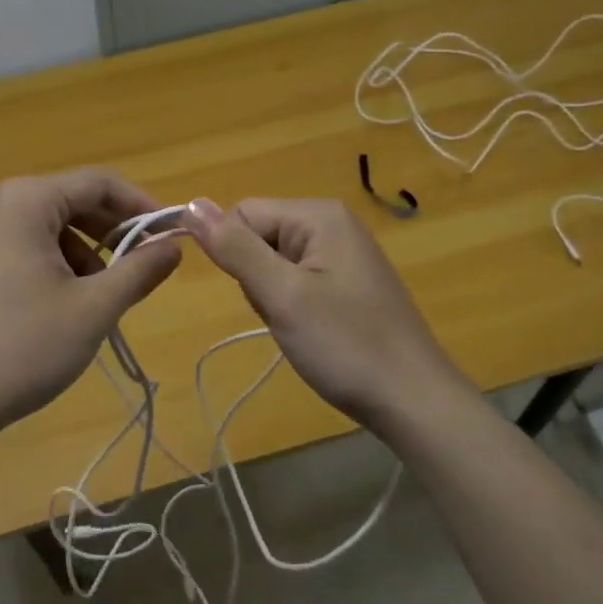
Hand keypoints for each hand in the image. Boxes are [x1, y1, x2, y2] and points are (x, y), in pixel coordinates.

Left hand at [0, 169, 182, 442]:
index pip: (98, 182)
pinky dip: (54, 266)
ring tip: (102, 297)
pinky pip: (23, 248)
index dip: (141, 205)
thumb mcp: (94, 308)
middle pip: (71, 201)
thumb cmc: (24, 345)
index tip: (172, 236)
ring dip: (85, 253)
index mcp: (25, 200)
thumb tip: (174, 247)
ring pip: (48, 228)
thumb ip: (140, 271)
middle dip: (113, 232)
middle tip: (143, 267)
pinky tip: (64, 307)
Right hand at [184, 197, 470, 432]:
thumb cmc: (345, 345)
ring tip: (300, 326)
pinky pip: (297, 281)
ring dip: (272, 296)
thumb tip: (191, 204)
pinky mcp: (346, 282)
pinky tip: (312, 331)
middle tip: (285, 314)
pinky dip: (292, 306)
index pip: (242, 213)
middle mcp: (331, 223)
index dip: (234, 254)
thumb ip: (236, 248)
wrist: (411, 399)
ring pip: (273, 263)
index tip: (260, 295)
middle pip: (259, 236)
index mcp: (318, 215)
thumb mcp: (282, 295)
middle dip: (256, 278)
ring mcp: (342, 253)